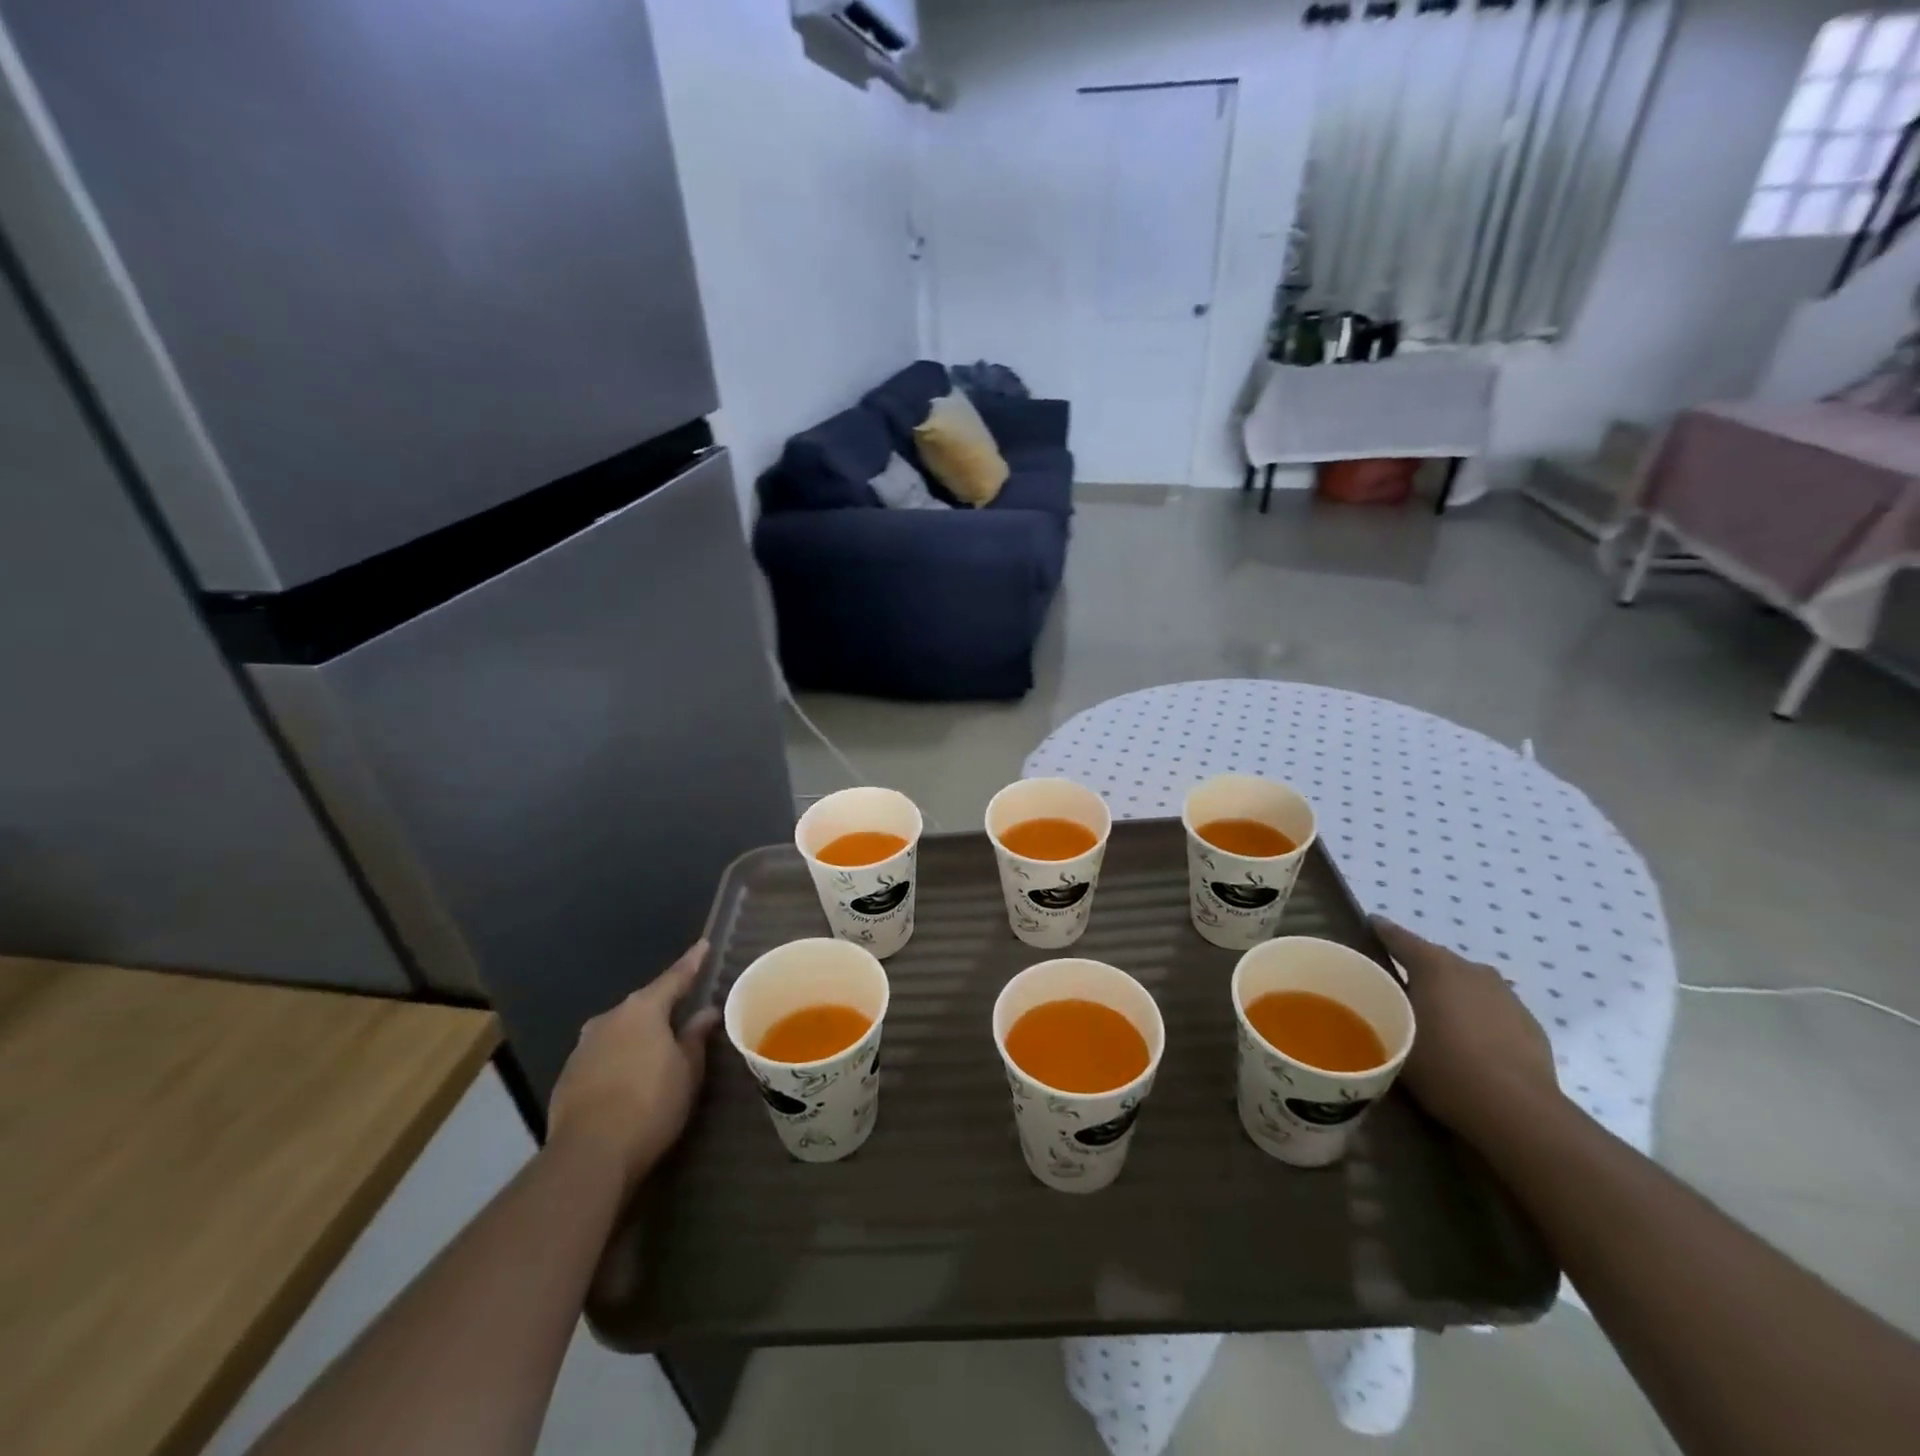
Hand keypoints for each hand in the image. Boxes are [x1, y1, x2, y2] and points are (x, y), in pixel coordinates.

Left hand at [548, 941, 719, 1192]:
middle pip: (643, 1005)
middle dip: (663, 1007)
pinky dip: (619, 1059)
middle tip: (684, 1010)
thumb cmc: (651, 1103)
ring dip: (639, 1036)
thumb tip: (707, 1012)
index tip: (703, 945)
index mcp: (643, 1009)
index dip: (692, 963)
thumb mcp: (687, 1070)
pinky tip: (629, 1078)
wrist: (589, 1154)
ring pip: (620, 1031)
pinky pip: (603, 1056)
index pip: (674, 978)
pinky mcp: (568, 1076)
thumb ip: (696, 1036)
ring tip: (657, 1048)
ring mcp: (584, 1047)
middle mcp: (610, 1018)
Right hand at [1370, 916, 1560, 1148]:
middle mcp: (1472, 970)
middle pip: (1436, 961)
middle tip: (1397, 991)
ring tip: (1435, 1021)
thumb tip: (1381, 994)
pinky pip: (1491, 1010)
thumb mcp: (1396, 1035)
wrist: (1517, 1111)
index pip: (1399, 937)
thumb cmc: (1443, 1066)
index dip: (1380, 930)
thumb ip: (1387, 1007)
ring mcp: (1506, 996)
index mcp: (1435, 965)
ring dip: (1450, 995)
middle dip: (1417, 971)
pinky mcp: (1529, 1023)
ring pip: (1467, 986)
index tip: (1368, 925)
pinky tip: (1469, 1045)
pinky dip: (1476, 1018)